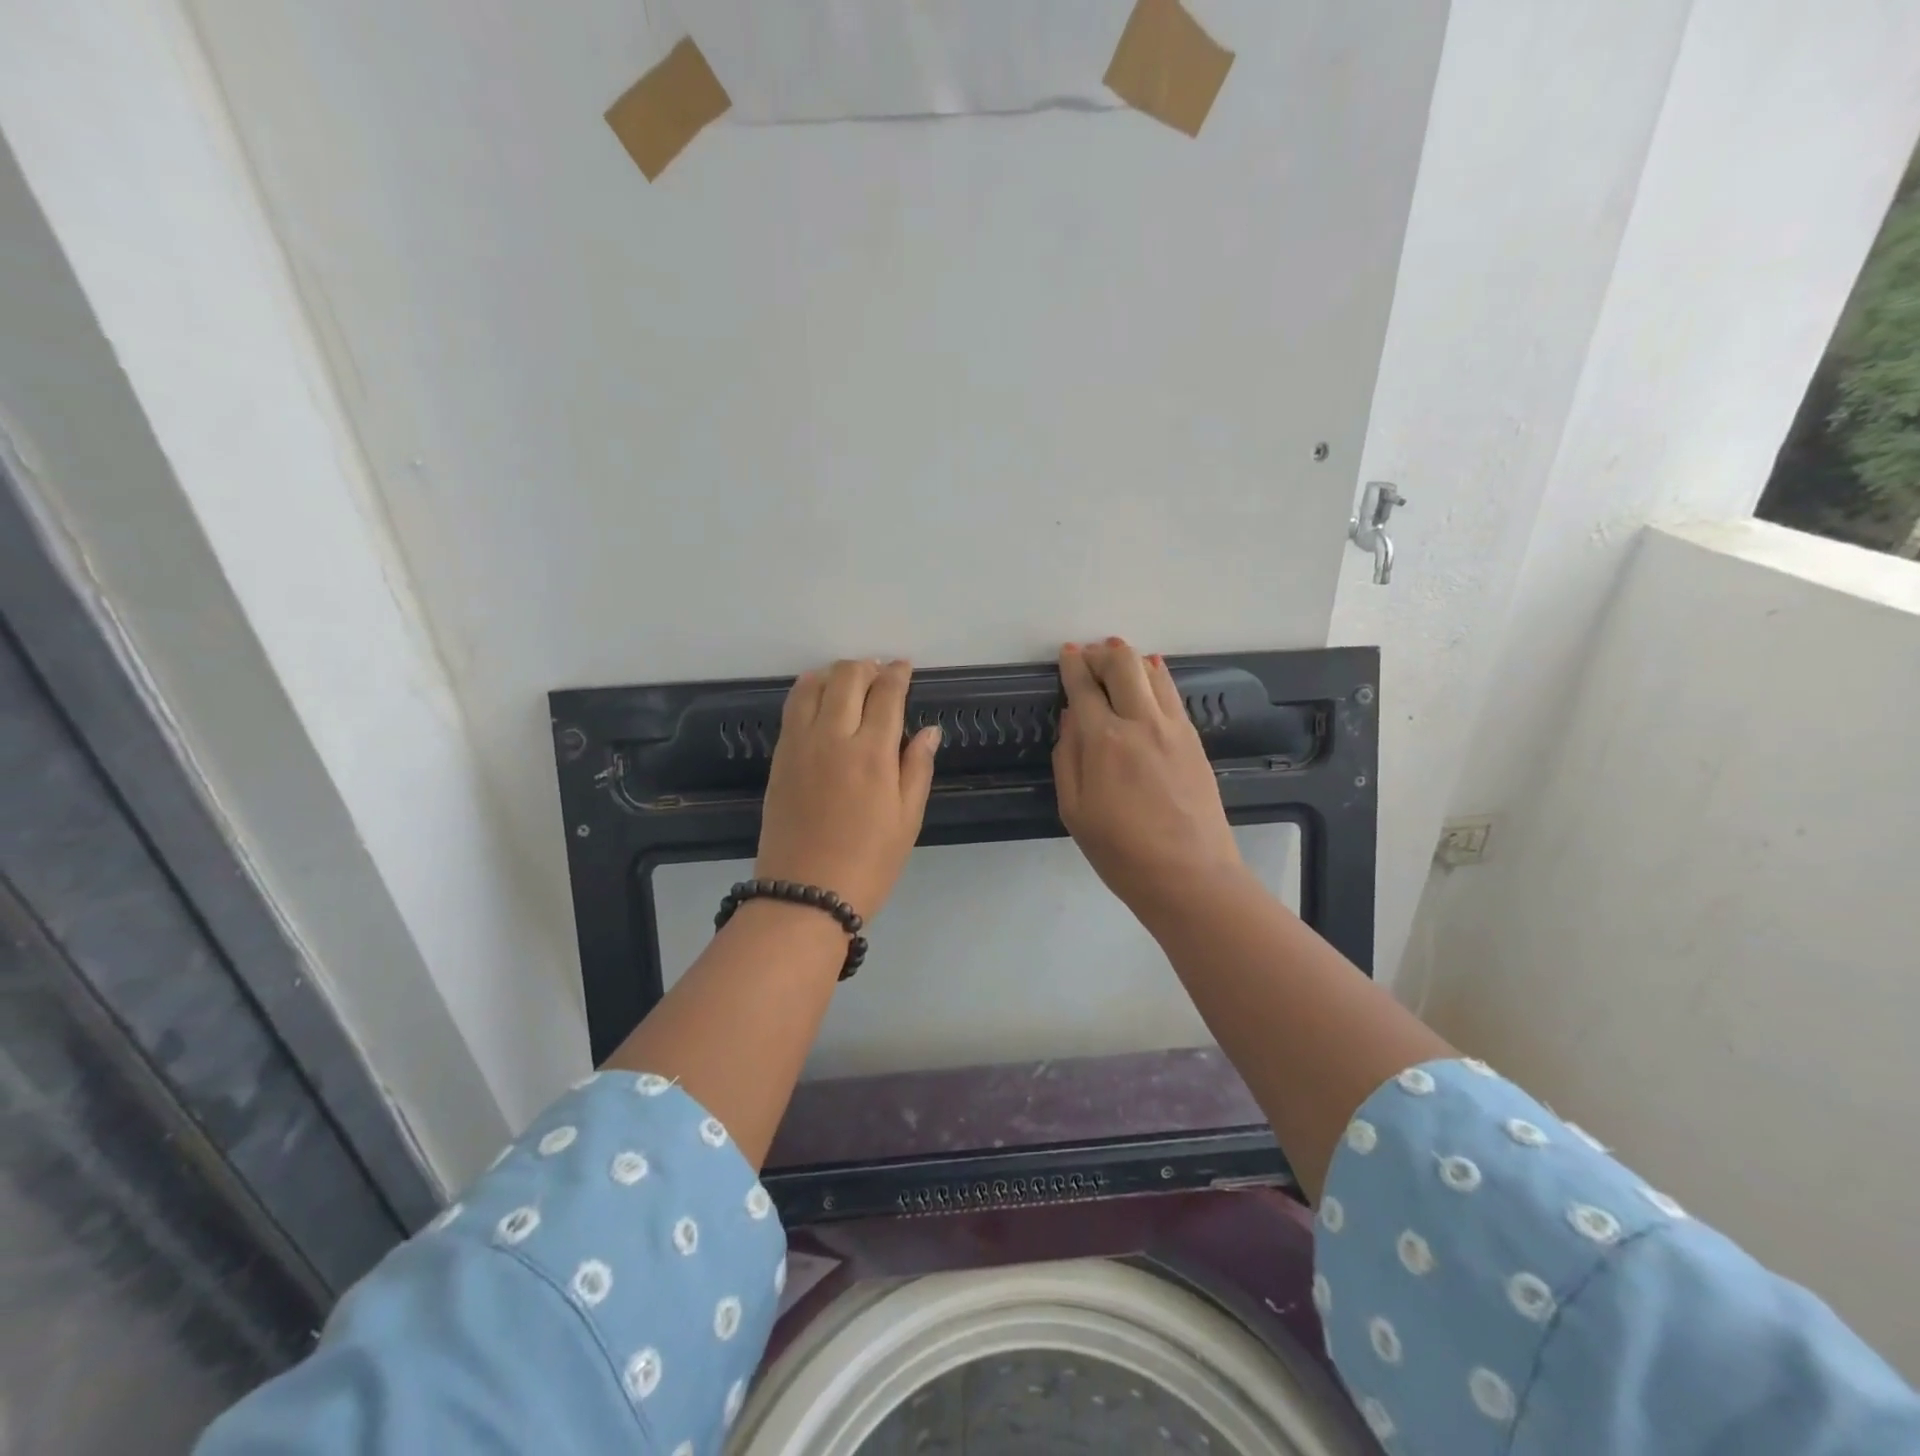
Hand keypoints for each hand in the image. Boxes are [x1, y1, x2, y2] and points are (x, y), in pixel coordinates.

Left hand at [756, 659, 941, 920]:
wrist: (805, 895)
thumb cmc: (869, 863)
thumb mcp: (907, 820)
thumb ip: (917, 768)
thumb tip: (930, 731)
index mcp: (872, 753)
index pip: (886, 694)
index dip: (897, 674)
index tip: (904, 667)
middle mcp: (833, 737)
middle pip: (847, 678)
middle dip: (866, 667)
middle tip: (879, 673)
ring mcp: (800, 745)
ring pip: (812, 685)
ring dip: (833, 674)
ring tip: (848, 681)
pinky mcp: (779, 758)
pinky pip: (792, 707)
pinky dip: (808, 691)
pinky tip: (819, 699)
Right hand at [1054, 639, 1246, 926]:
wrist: (1190, 876)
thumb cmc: (1120, 852)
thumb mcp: (1074, 811)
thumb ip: (1067, 757)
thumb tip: (1071, 718)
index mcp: (1103, 740)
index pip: (1084, 687)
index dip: (1073, 665)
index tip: (1067, 653)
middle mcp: (1140, 722)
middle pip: (1122, 665)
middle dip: (1102, 653)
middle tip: (1089, 657)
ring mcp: (1173, 728)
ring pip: (1152, 672)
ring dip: (1131, 660)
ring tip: (1117, 660)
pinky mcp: (1194, 740)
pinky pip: (1172, 694)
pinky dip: (1156, 677)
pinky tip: (1150, 677)